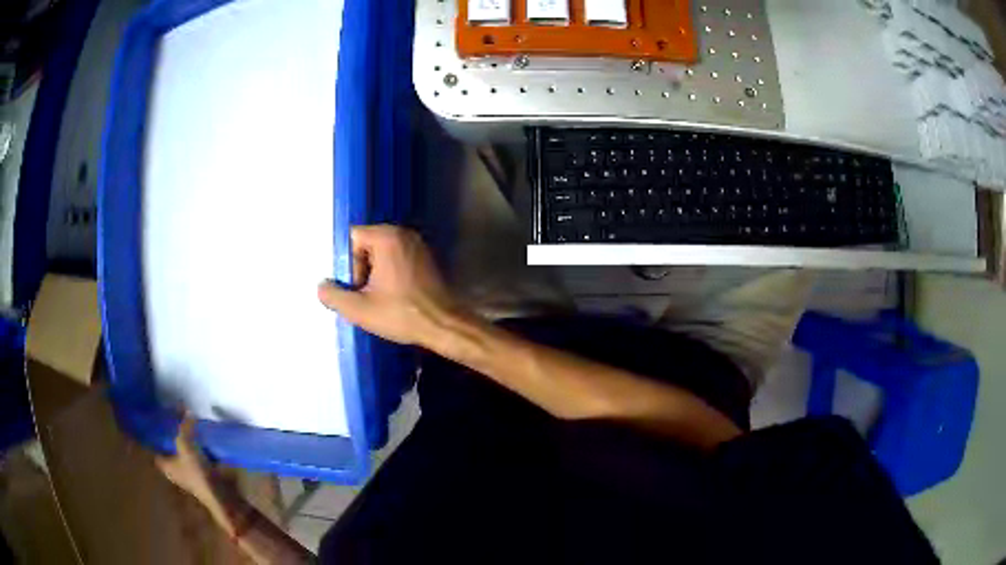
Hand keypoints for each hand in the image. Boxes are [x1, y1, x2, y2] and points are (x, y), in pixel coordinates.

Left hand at [156, 417, 224, 508]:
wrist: (222, 496)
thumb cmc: (197, 474)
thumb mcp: (187, 447)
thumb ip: (184, 428)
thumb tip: (187, 411)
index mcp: (166, 466)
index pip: (156, 451)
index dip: (156, 439)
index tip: (158, 425)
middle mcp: (176, 472)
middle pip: (171, 452)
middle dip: (174, 439)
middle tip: (177, 422)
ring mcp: (191, 475)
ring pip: (185, 455)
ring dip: (188, 444)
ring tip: (192, 428)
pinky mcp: (204, 477)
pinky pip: (198, 459)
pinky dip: (200, 450)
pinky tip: (205, 441)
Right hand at [318, 225, 459, 345]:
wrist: (444, 327)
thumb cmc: (402, 314)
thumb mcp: (359, 309)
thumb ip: (333, 296)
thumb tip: (322, 286)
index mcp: (387, 237)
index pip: (352, 238)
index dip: (347, 263)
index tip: (355, 287)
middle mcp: (404, 234)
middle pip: (366, 245)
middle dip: (360, 270)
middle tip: (364, 296)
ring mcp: (417, 246)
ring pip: (381, 255)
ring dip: (374, 276)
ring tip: (377, 300)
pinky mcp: (425, 260)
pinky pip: (396, 261)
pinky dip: (389, 277)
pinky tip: (392, 299)